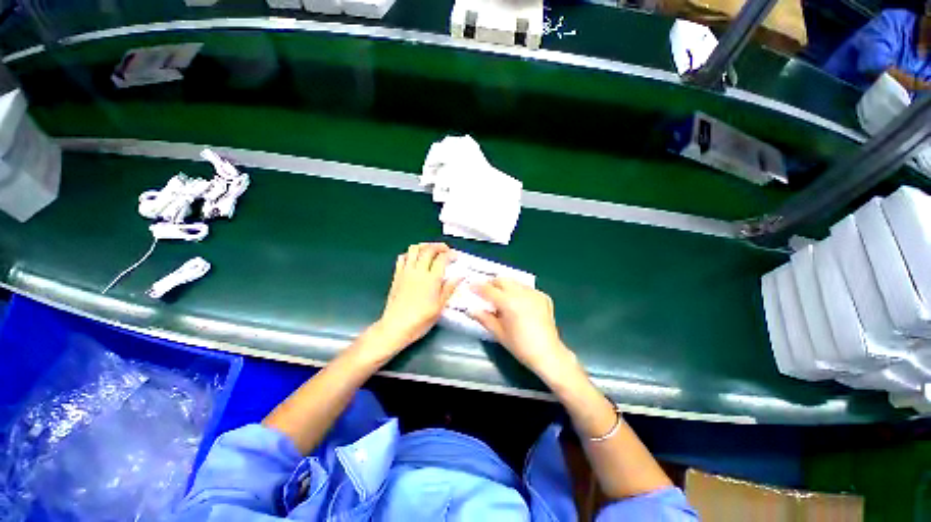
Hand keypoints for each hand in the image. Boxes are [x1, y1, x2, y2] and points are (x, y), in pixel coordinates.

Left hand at [371, 243, 459, 355]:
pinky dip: (410, 254)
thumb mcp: (440, 306)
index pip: (442, 259)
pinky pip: (402, 258)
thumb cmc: (420, 319)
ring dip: (424, 246)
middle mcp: (418, 271)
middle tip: (445, 249)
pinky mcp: (397, 275)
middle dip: (439, 246)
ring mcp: (406, 272)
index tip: (455, 256)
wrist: (396, 326)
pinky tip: (414, 258)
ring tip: (430, 249)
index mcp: (431, 279)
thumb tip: (459, 276)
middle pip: (428, 250)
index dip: (450, 254)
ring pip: (414, 249)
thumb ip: (449, 288)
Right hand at [469, 279, 576, 383]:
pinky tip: (518, 303)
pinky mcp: (543, 297)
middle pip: (502, 280)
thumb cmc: (520, 346)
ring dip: (505, 286)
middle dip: (492, 284)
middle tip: (486, 293)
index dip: (477, 287)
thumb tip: (472, 310)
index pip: (488, 289)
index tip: (470, 286)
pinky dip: (519, 292)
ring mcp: (534, 293)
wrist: (548, 353)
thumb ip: (484, 318)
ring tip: (502, 297)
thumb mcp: (498, 333)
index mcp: (508, 302)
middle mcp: (521, 293)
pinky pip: (526, 288)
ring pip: (515, 282)